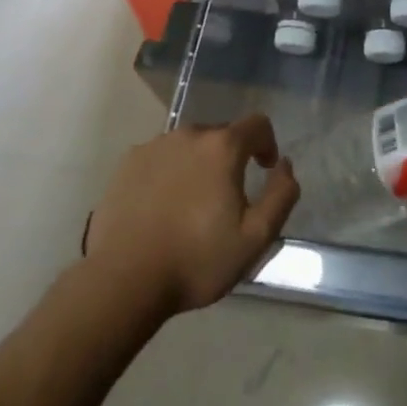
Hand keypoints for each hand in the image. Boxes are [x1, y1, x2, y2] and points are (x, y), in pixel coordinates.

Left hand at [83, 116, 299, 313]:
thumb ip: (281, 195)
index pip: (257, 124)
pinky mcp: (126, 163)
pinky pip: (159, 158)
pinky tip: (161, 207)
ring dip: (198, 165)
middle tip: (226, 198)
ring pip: (188, 146)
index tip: (264, 170)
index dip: (267, 143)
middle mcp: (188, 135)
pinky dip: (168, 173)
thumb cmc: (196, 260)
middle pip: (220, 135)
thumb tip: (283, 165)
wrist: (123, 280)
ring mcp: (154, 146)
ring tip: (191, 205)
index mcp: (222, 147)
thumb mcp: (256, 237)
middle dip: (230, 158)